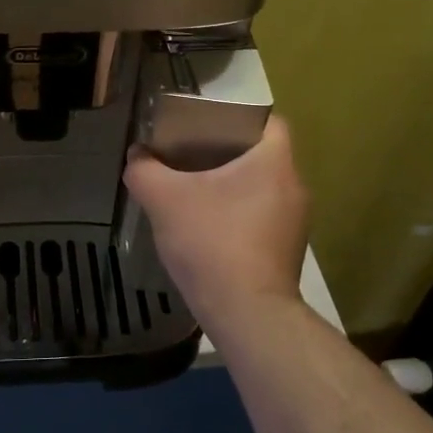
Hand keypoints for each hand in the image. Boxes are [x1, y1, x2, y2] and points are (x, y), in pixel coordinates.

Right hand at [124, 116, 309, 331]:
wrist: (247, 314)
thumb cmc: (212, 243)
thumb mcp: (164, 199)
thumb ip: (144, 170)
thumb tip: (137, 156)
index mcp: (274, 162)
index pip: (268, 121)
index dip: (236, 117)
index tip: (205, 127)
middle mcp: (294, 187)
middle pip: (260, 156)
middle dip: (225, 154)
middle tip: (189, 157)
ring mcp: (295, 223)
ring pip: (260, 188)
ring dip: (230, 188)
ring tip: (193, 193)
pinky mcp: (287, 252)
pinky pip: (261, 218)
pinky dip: (237, 216)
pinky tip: (207, 230)